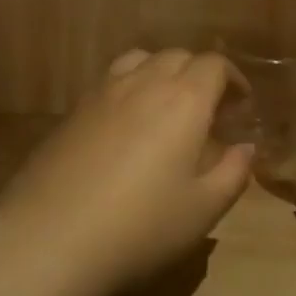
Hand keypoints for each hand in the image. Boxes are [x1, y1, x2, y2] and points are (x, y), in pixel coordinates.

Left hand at [0, 50, 253, 295]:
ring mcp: (101, 92)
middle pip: (178, 56)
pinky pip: (110, 81)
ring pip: (139, 60)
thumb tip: (245, 147)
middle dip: (199, 74)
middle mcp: (143, 82)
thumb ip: (233, 173)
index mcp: (183, 100)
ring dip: (161, 73)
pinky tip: (126, 127)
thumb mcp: (203, 210)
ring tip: (166, 109)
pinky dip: (129, 88)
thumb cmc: (140, 227)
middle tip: (208, 111)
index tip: (240, 106)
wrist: (50, 240)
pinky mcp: (72, 111)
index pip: (214, 65)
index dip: (233, 79)